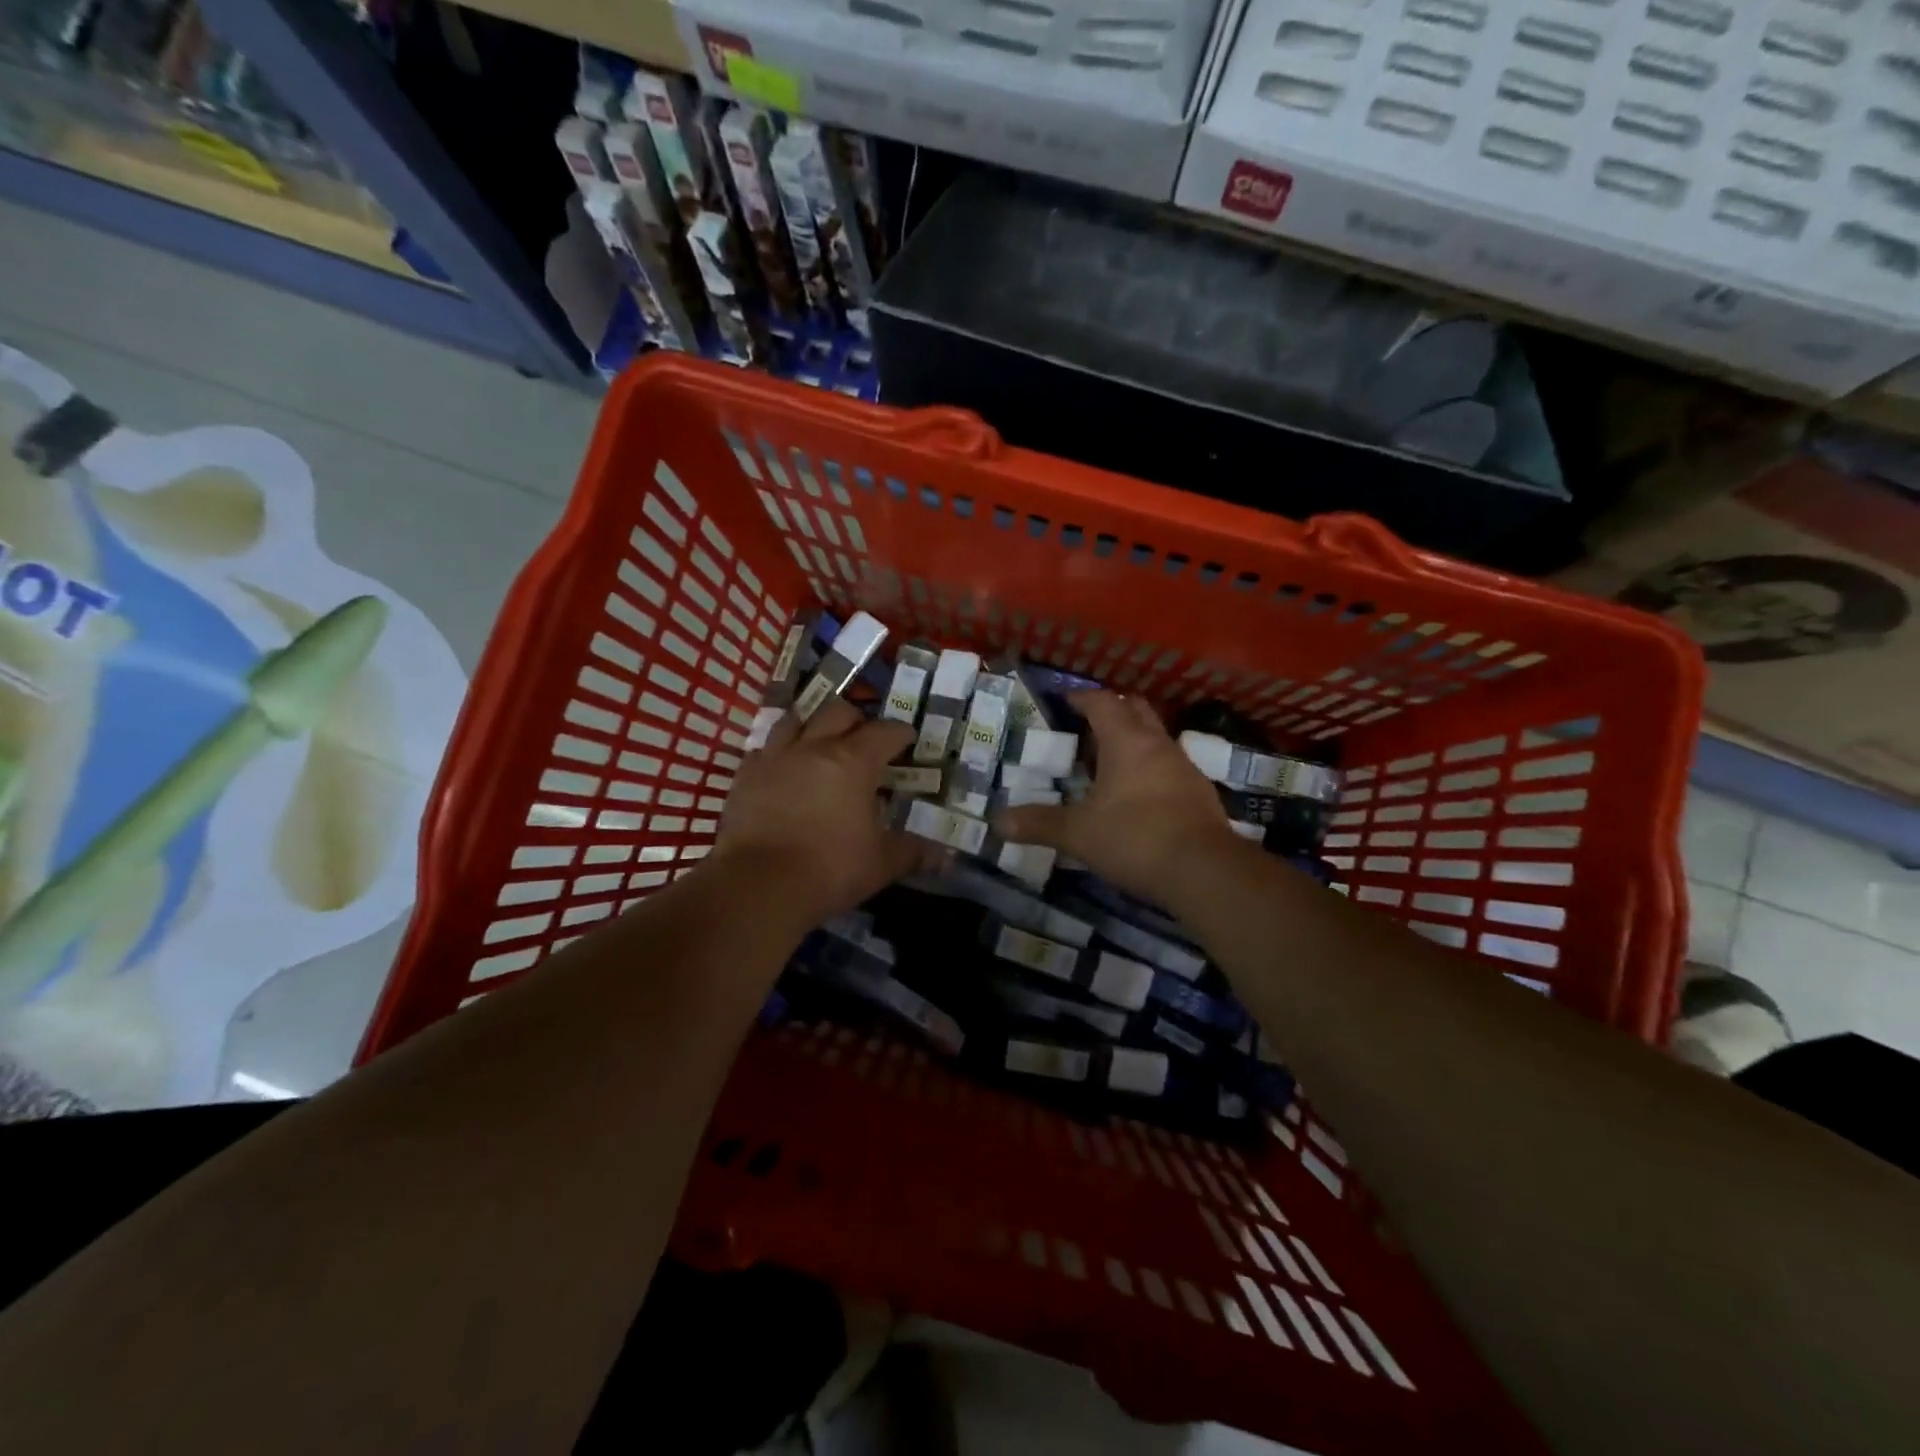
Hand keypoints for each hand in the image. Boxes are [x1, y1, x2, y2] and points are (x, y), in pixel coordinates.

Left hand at [711, 698, 933, 924]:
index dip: (900, 733)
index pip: (885, 732)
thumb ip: (912, 852)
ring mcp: (774, 757)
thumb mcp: (881, 864)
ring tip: (820, 740)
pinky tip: (782, 768)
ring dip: (813, 724)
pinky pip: (763, 749)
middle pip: (838, 711)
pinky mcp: (745, 776)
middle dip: (857, 719)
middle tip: (865, 738)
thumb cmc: (830, 869)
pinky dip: (778, 752)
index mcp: (854, 761)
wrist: (759, 885)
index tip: (908, 739)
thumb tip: (946, 856)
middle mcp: (814, 747)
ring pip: (795, 719)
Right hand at [991, 691, 1240, 902]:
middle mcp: (1158, 745)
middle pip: (1136, 710)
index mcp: (1127, 742)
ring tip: (1106, 763)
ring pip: (1155, 739)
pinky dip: (1149, 769)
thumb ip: (1039, 824)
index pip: (1103, 702)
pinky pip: (1168, 767)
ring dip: (1132, 741)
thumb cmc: (1135, 838)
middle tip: (1086, 726)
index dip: (1081, 697)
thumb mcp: (1078, 833)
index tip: (1064, 700)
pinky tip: (1135, 796)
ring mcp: (1184, 768)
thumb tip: (997, 822)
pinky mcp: (1199, 793)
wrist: (1206, 872)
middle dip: (1112, 710)